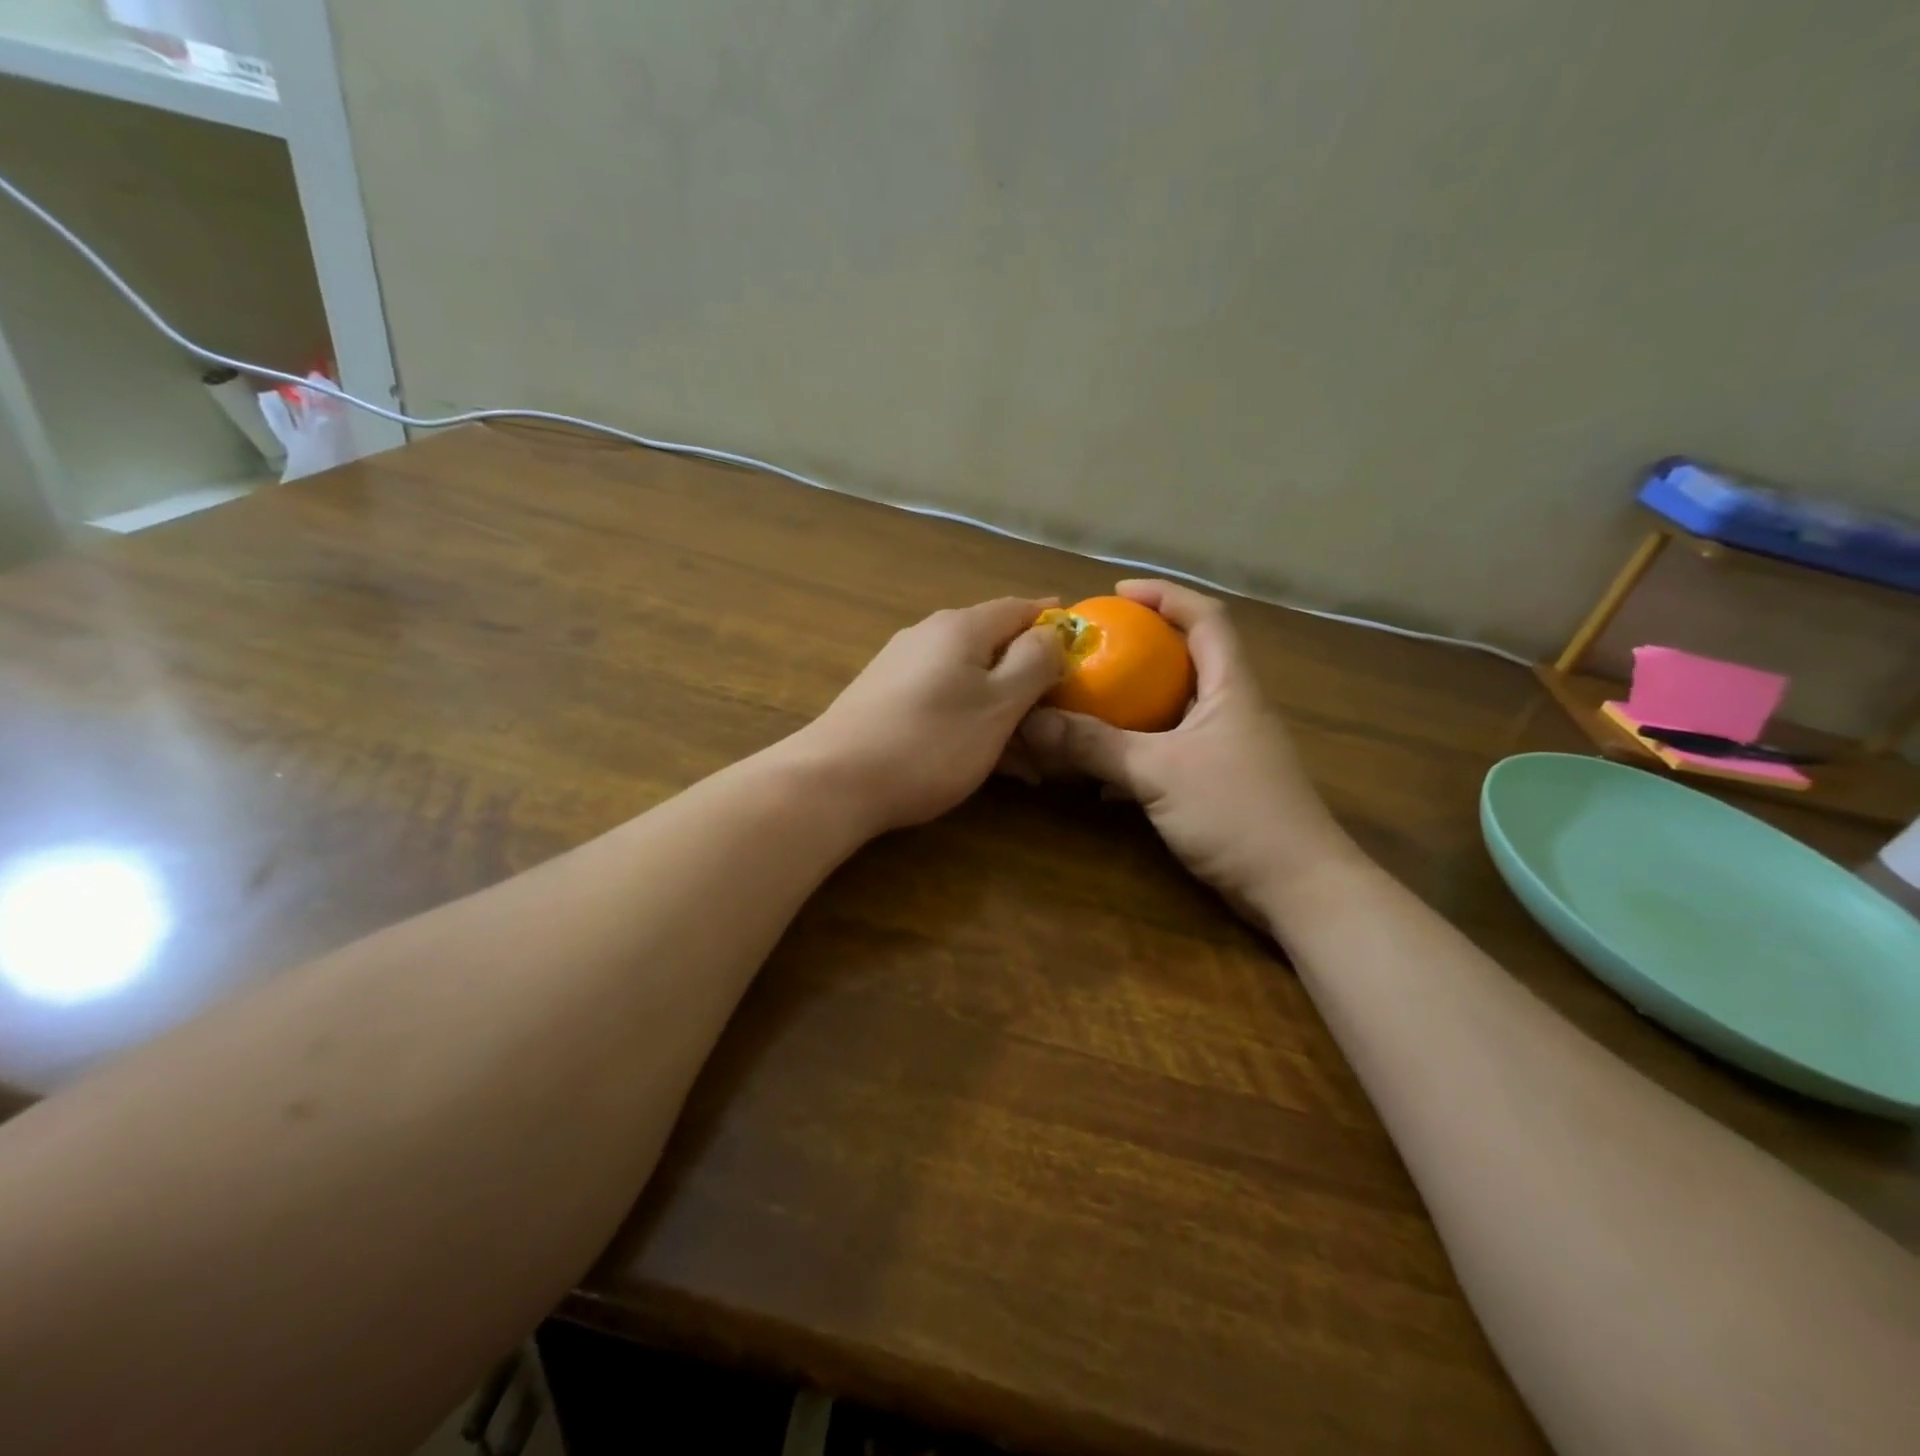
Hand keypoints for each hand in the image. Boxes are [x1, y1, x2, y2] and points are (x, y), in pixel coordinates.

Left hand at [785, 597, 1064, 833]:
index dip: (1053, 623)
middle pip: (992, 644)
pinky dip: (969, 720)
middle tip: (1058, 714)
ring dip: (1001, 708)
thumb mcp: (998, 704)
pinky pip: (941, 699)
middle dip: (1029, 677)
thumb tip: (1052, 631)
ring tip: (1028, 754)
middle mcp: (927, 636)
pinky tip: (981, 757)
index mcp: (960, 627)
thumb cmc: (930, 741)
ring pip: (967, 678)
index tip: (1082, 646)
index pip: (1019, 608)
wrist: (835, 781)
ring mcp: (900, 667)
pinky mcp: (882, 698)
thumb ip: (1034, 662)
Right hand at [1015, 580, 1355, 920]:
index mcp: (1230, 687)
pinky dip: (1137, 751)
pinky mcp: (1220, 783)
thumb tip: (1033, 721)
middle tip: (1092, 650)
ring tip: (1088, 703)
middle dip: (1141, 647)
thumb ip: (1095, 745)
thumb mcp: (1158, 772)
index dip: (1164, 595)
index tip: (1116, 592)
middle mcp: (1232, 708)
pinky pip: (1170, 750)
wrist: (1298, 888)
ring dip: (1134, 703)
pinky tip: (1102, 773)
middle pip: (1188, 658)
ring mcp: (1228, 748)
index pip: (1205, 617)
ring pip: (1175, 709)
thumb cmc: (1237, 812)